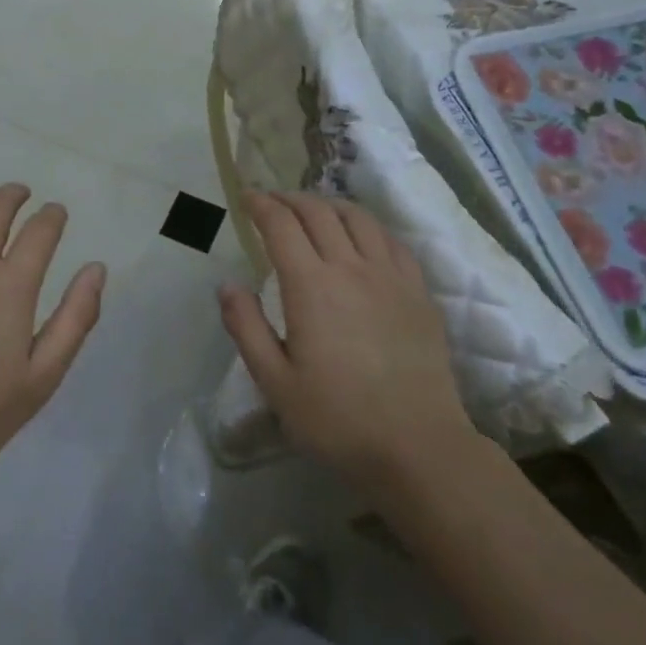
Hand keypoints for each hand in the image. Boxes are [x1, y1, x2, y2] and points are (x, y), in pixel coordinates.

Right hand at [219, 191, 475, 491]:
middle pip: (318, 212)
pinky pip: (391, 241)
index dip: (261, 205)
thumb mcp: (275, 382)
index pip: (281, 225)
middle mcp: (351, 268)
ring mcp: (391, 276)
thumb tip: (227, 284)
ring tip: (313, 210)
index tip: (246, 197)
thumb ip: (246, 328)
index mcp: (311, 286)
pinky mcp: (419, 292)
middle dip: (290, 199)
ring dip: (329, 205)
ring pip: (358, 218)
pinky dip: (367, 226)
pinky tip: (361, 237)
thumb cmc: (337, 420)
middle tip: (272, 202)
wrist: (419, 447)